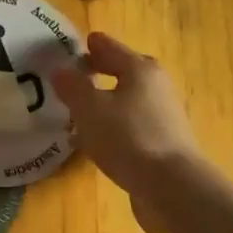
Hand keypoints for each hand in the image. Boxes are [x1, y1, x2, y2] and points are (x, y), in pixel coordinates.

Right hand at [51, 32, 206, 232]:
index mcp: (140, 69)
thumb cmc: (128, 138)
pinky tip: (95, 142)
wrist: (171, 187)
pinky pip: (130, 127)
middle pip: (123, 73)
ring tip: (77, 113)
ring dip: (104, 104)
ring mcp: (162, 117)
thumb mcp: (90, 109)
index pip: (111, 48)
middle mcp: (156, 88)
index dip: (92, 46)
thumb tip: (60, 71)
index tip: (77, 44)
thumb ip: (72, 87)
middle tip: (72, 78)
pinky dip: (112, 128)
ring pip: (126, 102)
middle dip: (98, 74)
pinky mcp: (162, 145)